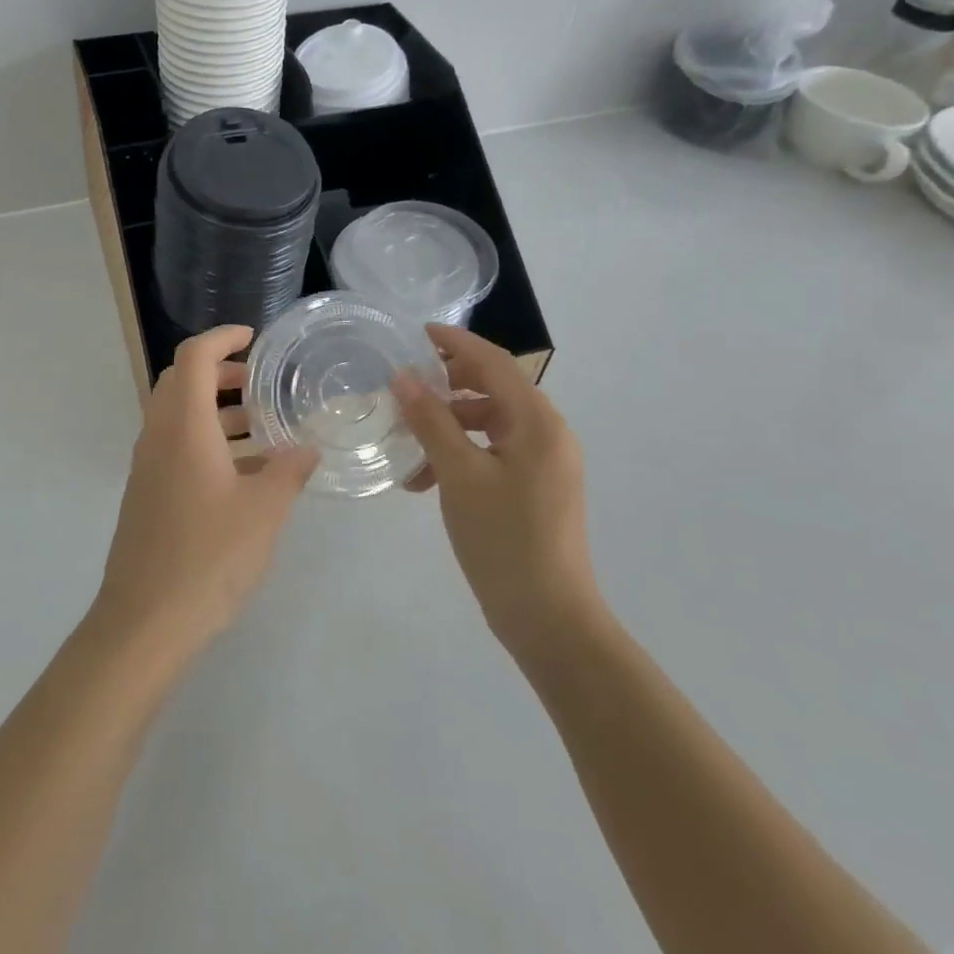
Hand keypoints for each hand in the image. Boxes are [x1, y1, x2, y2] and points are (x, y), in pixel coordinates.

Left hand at [93, 325, 317, 658]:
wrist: (144, 623)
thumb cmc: (208, 557)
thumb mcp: (263, 512)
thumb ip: (288, 471)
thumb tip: (307, 448)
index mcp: (183, 426)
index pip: (194, 357)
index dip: (222, 338)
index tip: (253, 338)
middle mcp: (158, 436)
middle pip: (181, 381)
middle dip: (220, 373)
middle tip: (261, 384)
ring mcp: (147, 466)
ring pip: (178, 416)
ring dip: (215, 410)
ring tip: (262, 429)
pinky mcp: (146, 494)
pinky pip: (175, 447)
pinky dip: (206, 441)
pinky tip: (243, 475)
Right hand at [393, 324, 601, 664]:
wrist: (550, 620)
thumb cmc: (504, 540)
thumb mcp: (459, 475)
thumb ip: (431, 421)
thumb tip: (404, 378)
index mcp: (538, 423)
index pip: (495, 363)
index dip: (456, 343)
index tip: (419, 332)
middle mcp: (548, 434)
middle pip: (494, 390)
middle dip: (448, 387)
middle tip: (407, 388)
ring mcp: (545, 463)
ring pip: (490, 424)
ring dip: (449, 427)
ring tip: (409, 447)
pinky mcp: (537, 488)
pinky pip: (495, 452)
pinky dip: (462, 454)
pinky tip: (427, 479)